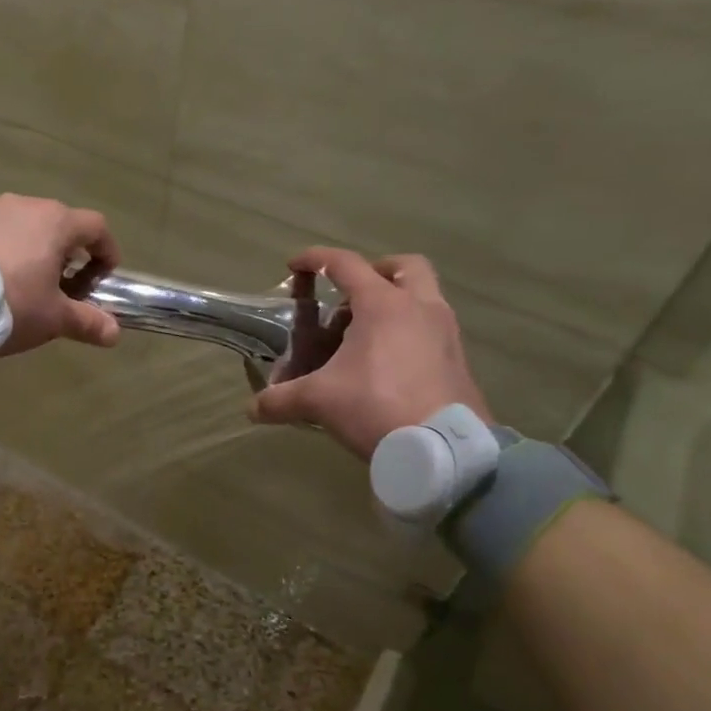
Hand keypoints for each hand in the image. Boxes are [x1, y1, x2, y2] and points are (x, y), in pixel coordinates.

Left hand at [0, 194, 121, 354]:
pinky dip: (4, 251)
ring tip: (25, 286)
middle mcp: (24, 205)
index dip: (107, 252)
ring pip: (25, 227)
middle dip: (69, 255)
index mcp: (55, 222)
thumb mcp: (53, 318)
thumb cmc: (10, 302)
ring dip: (34, 251)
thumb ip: (87, 322)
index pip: (96, 227)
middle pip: (59, 224)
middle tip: (63, 288)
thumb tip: (114, 333)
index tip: (102, 280)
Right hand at [251, 249, 490, 459]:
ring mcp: (445, 333)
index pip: (345, 264)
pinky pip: (431, 330)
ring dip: (395, 303)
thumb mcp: (318, 401)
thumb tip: (253, 409)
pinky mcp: (458, 360)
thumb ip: (281, 400)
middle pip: (404, 267)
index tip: (294, 266)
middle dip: (376, 271)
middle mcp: (419, 308)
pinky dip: (409, 334)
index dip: (315, 259)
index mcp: (383, 305)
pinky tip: (387, 366)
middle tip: (351, 296)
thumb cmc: (376, 407)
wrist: (444, 451)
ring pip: (424, 297)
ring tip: (363, 336)